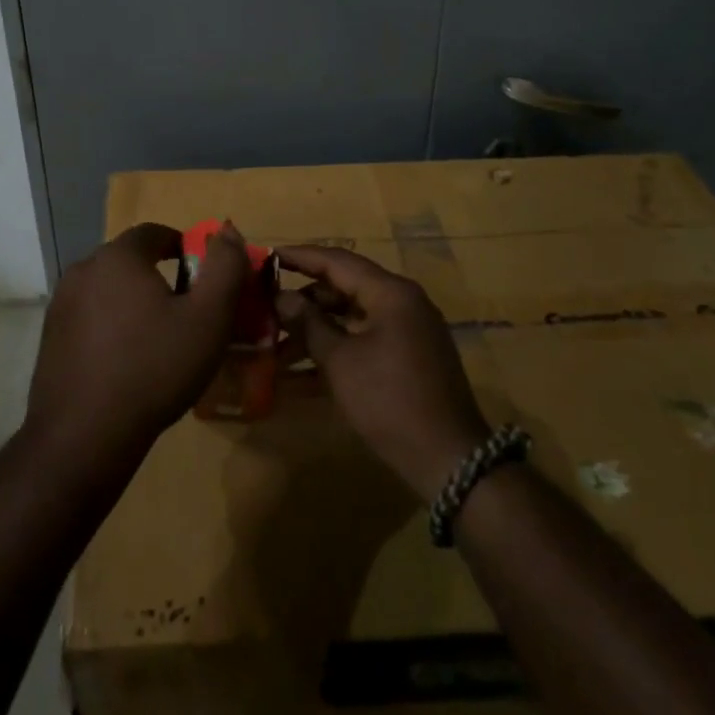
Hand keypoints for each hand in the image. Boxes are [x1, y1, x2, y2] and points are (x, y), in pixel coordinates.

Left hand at [24, 222, 248, 470]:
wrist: (84, 436)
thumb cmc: (154, 368)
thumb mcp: (208, 318)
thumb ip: (225, 267)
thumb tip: (227, 231)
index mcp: (118, 257)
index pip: (154, 233)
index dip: (183, 247)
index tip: (201, 276)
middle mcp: (83, 270)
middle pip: (129, 261)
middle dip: (159, 277)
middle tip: (185, 311)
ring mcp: (60, 305)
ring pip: (108, 290)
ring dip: (133, 303)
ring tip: (157, 339)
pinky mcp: (49, 338)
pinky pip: (89, 318)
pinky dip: (110, 327)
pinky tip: (126, 362)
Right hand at [275, 246, 491, 500]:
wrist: (448, 459)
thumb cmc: (389, 400)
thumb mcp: (341, 361)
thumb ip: (309, 323)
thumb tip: (282, 297)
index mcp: (390, 293)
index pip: (337, 261)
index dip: (300, 257)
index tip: (267, 255)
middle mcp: (402, 303)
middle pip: (344, 288)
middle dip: (303, 300)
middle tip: (266, 307)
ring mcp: (407, 332)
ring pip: (351, 319)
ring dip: (314, 331)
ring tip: (274, 349)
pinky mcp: (407, 360)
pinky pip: (363, 343)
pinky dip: (334, 353)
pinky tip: (297, 378)